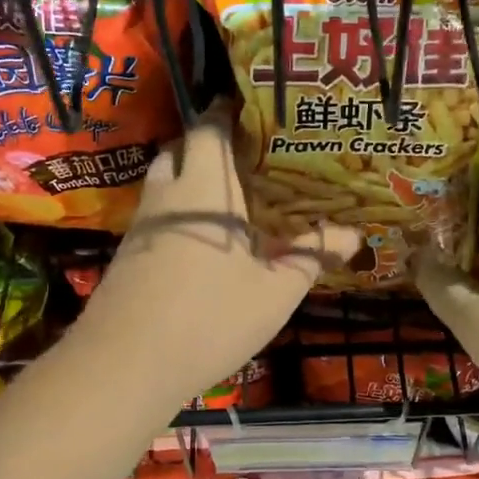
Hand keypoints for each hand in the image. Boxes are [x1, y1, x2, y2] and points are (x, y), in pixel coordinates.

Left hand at [77, 105, 358, 410]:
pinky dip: (180, 213)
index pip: (209, 128)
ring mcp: (140, 225)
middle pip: (181, 150)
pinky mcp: (128, 254)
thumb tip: (353, 235)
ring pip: (165, 183)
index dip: (229, 113)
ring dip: (192, 180)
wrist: (125, 364)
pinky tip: (204, 242)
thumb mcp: (274, 292)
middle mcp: (166, 195)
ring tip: (231, 199)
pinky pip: (157, 215)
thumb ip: (311, 256)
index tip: (257, 114)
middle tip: (249, 160)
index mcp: (204, 188)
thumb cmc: (210, 318)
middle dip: (209, 146)